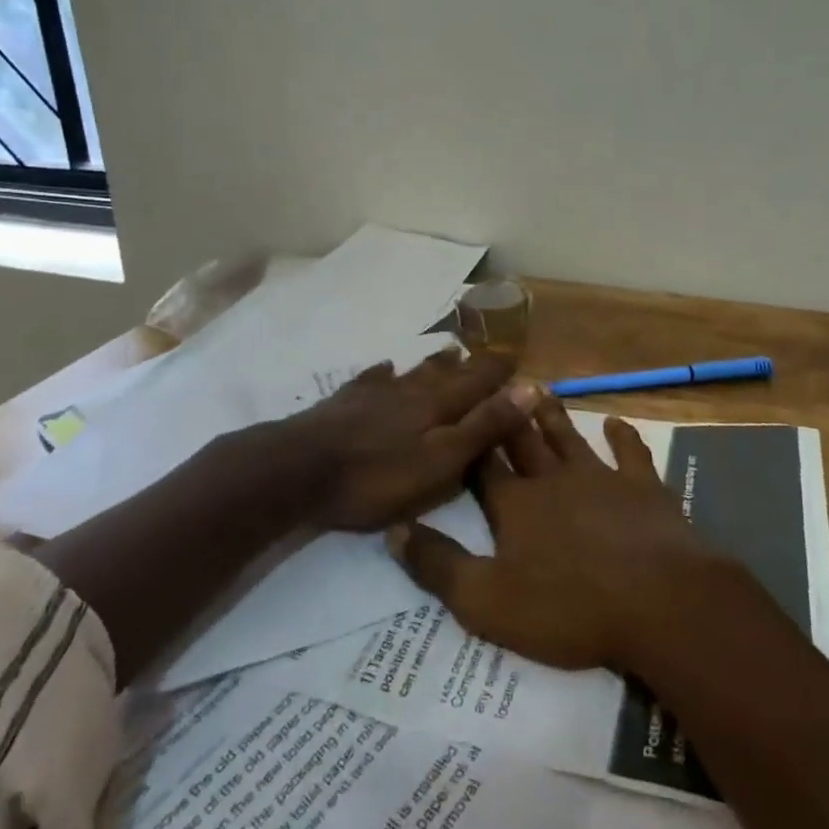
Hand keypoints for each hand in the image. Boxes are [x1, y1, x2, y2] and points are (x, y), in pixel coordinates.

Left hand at [276, 351, 539, 530]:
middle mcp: (411, 389)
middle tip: (486, 354)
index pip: (479, 381)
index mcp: (438, 404)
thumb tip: (530, 388)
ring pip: (412, 371)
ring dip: (434, 363)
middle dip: (470, 364)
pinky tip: (385, 368)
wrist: (299, 468)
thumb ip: (484, 426)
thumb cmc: (377, 475)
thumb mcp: (441, 460)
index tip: (518, 360)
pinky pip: (372, 379)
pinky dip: (384, 373)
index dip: (499, 373)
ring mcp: (376, 392)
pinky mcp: (345, 402)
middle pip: (446, 372)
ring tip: (449, 352)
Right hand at [387, 399, 726, 670]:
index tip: (457, 413)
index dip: (468, 441)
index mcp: (514, 505)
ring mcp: (600, 478)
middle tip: (496, 383)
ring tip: (539, 388)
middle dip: (507, 415)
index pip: (482, 466)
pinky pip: (629, 453)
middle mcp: (552, 479)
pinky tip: (615, 421)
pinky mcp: (641, 487)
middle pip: (522, 441)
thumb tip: (393, 530)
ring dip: (553, 415)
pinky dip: (622, 436)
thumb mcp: (486, 602)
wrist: (656, 602)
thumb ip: (438, 566)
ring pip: (568, 437)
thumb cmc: (567, 608)